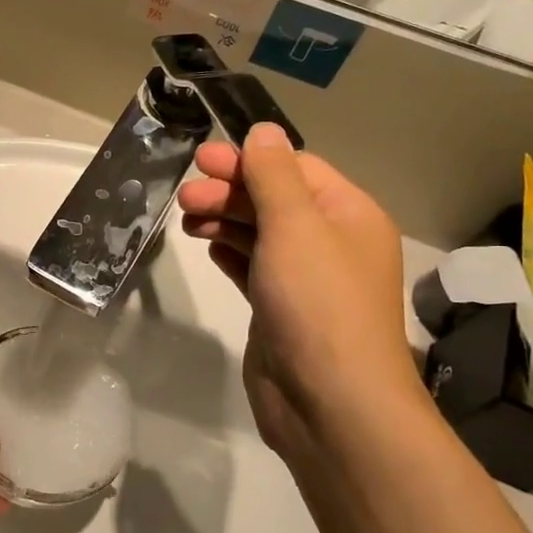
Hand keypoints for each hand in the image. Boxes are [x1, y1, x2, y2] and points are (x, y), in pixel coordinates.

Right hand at [177, 126, 422, 458]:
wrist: (329, 402)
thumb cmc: (316, 302)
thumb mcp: (295, 225)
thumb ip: (273, 174)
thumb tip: (264, 130)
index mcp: (348, 214)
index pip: (295, 169)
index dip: (248, 161)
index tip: (201, 160)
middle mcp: (331, 242)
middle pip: (274, 200)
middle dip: (228, 193)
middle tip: (184, 198)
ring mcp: (305, 280)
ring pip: (259, 235)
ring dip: (224, 221)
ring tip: (187, 222)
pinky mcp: (281, 310)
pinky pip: (253, 268)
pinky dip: (231, 253)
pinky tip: (208, 248)